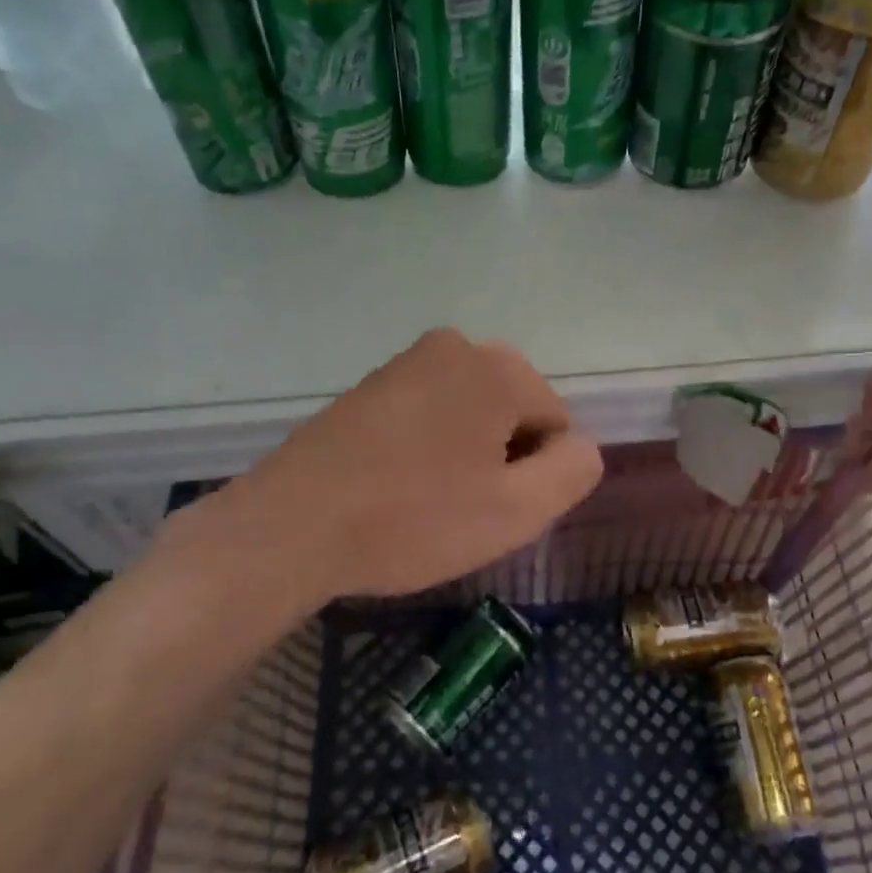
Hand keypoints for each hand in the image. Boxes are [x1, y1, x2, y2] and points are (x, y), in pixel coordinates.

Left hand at [216, 329, 602, 600]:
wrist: (291, 526)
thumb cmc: (413, 519)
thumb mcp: (516, 511)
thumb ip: (574, 471)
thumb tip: (579, 445)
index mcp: (498, 367)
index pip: (556, 424)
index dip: (534, 476)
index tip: (490, 508)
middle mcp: (454, 346)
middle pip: (513, 414)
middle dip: (500, 461)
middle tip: (459, 509)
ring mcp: (406, 362)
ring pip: (470, 416)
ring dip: (464, 457)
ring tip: (423, 501)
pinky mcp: (369, 385)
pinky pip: (427, 416)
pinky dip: (426, 449)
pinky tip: (395, 486)